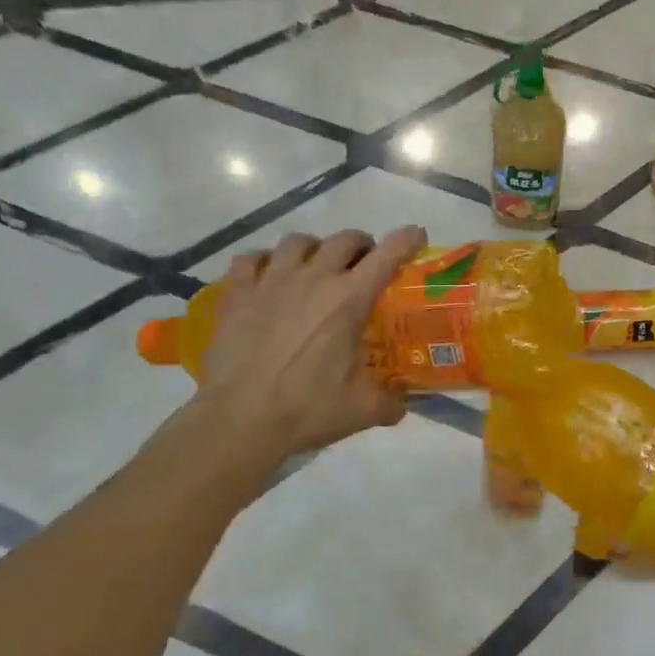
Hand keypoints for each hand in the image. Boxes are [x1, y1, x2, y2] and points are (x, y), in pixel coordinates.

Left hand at [190, 226, 427, 459]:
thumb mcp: (363, 410)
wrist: (240, 420)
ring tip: (314, 266)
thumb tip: (402, 404)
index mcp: (350, 299)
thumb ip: (391, 402)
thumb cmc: (307, 409)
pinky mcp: (238, 294)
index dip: (407, 240)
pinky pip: (250, 259)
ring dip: (314, 248)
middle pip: (344, 239)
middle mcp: (314, 278)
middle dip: (361, 245)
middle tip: (363, 264)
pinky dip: (263, 262)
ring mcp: (272, 281)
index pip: (387, 255)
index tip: (416, 235)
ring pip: (297, 242)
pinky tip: (266, 277)